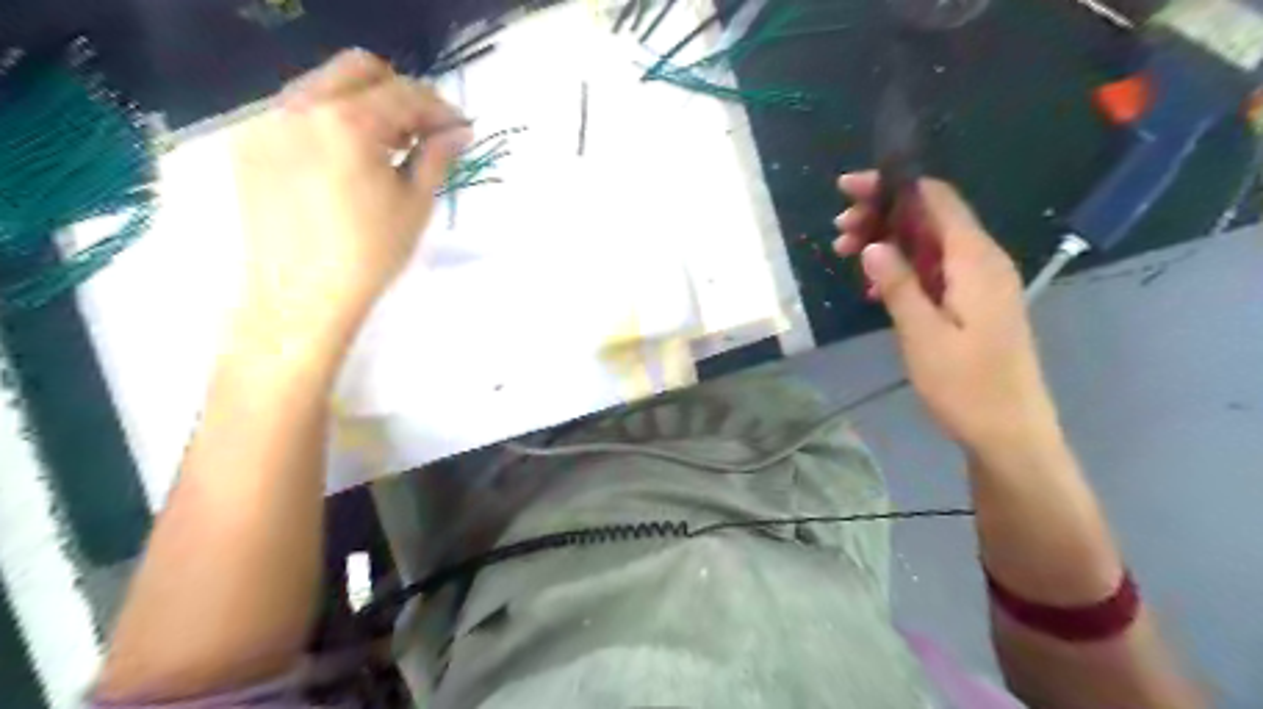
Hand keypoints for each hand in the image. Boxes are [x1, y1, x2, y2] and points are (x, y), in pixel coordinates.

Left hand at [229, 50, 467, 336]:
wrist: (300, 297)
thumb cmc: (369, 255)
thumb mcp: (415, 204)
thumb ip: (436, 155)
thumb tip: (459, 131)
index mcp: (346, 123)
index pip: (404, 92)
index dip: (439, 108)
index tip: (458, 130)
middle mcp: (299, 107)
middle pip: (358, 69)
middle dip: (398, 93)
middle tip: (421, 132)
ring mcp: (266, 121)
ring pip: (324, 85)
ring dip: (364, 104)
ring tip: (386, 149)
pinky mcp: (249, 143)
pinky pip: (297, 111)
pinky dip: (330, 121)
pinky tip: (347, 161)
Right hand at [835, 176, 1057, 457]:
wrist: (1009, 432)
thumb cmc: (966, 386)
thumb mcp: (923, 335)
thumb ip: (899, 284)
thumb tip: (873, 244)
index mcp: (976, 260)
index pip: (935, 199)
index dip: (892, 186)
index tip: (848, 190)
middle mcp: (982, 261)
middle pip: (930, 217)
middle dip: (882, 215)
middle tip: (839, 232)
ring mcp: (980, 282)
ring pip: (929, 243)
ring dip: (888, 241)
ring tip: (846, 253)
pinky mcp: (973, 302)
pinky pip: (935, 269)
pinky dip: (903, 267)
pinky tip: (875, 285)